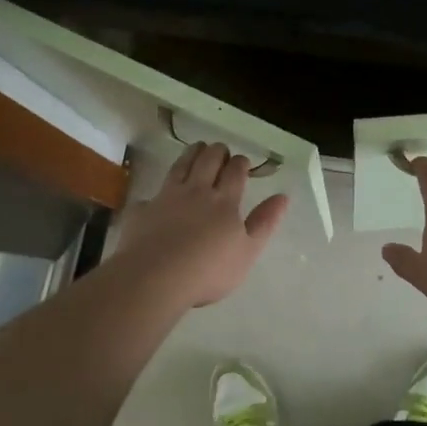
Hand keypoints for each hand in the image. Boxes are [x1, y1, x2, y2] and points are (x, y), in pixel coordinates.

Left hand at [113, 143, 290, 307]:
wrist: (156, 277)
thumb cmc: (209, 270)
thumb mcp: (248, 251)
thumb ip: (265, 222)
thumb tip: (283, 196)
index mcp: (224, 201)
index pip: (235, 171)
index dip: (240, 163)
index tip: (242, 161)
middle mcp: (196, 191)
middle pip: (208, 161)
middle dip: (217, 151)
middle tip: (220, 150)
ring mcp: (167, 197)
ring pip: (181, 166)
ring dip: (191, 154)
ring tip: (196, 148)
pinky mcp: (143, 209)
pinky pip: (151, 194)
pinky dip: (157, 192)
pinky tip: (156, 196)